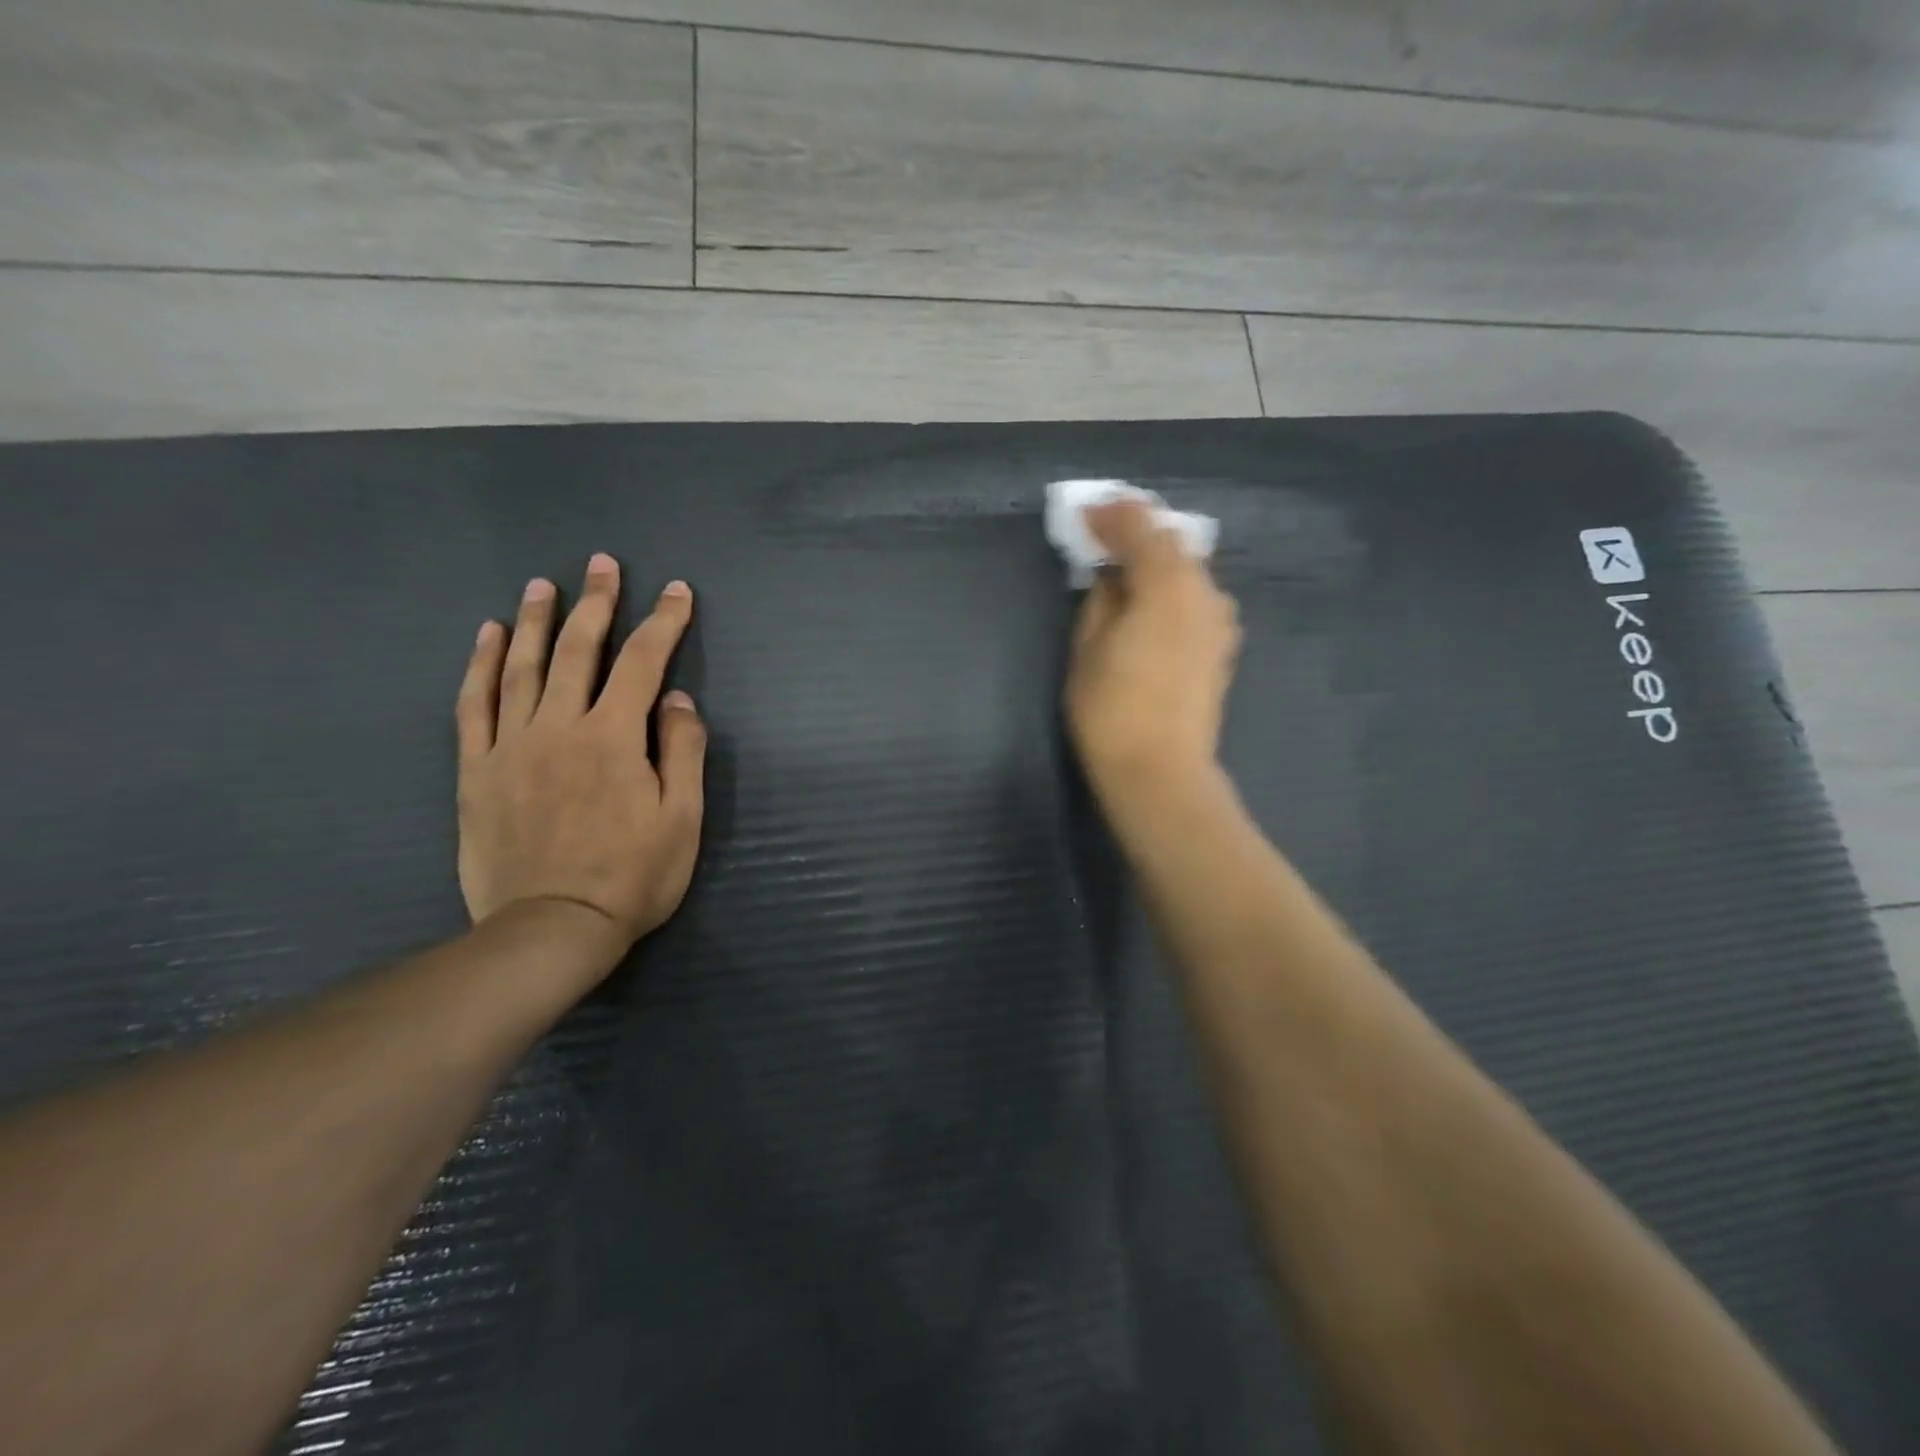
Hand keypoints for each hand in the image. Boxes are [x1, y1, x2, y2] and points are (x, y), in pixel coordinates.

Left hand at [455, 555, 706, 954]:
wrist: (551, 929)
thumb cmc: (633, 876)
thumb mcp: (683, 818)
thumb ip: (684, 750)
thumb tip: (676, 698)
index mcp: (614, 737)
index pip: (644, 662)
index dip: (663, 622)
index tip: (676, 591)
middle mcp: (560, 727)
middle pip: (577, 650)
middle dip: (595, 603)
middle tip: (601, 564)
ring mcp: (511, 746)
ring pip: (521, 666)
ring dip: (533, 619)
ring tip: (541, 584)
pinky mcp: (477, 770)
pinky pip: (473, 705)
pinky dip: (480, 665)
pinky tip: (486, 637)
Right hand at [1065, 500, 1239, 799]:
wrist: (1160, 771)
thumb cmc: (1111, 711)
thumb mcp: (1087, 648)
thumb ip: (1101, 599)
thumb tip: (1111, 576)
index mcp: (1166, 585)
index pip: (1141, 528)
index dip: (1111, 516)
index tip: (1084, 516)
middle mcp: (1203, 592)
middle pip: (1172, 543)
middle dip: (1136, 532)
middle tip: (1102, 533)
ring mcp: (1219, 620)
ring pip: (1188, 570)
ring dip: (1156, 559)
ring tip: (1124, 568)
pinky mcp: (1221, 647)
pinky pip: (1196, 597)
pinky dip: (1171, 586)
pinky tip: (1150, 602)